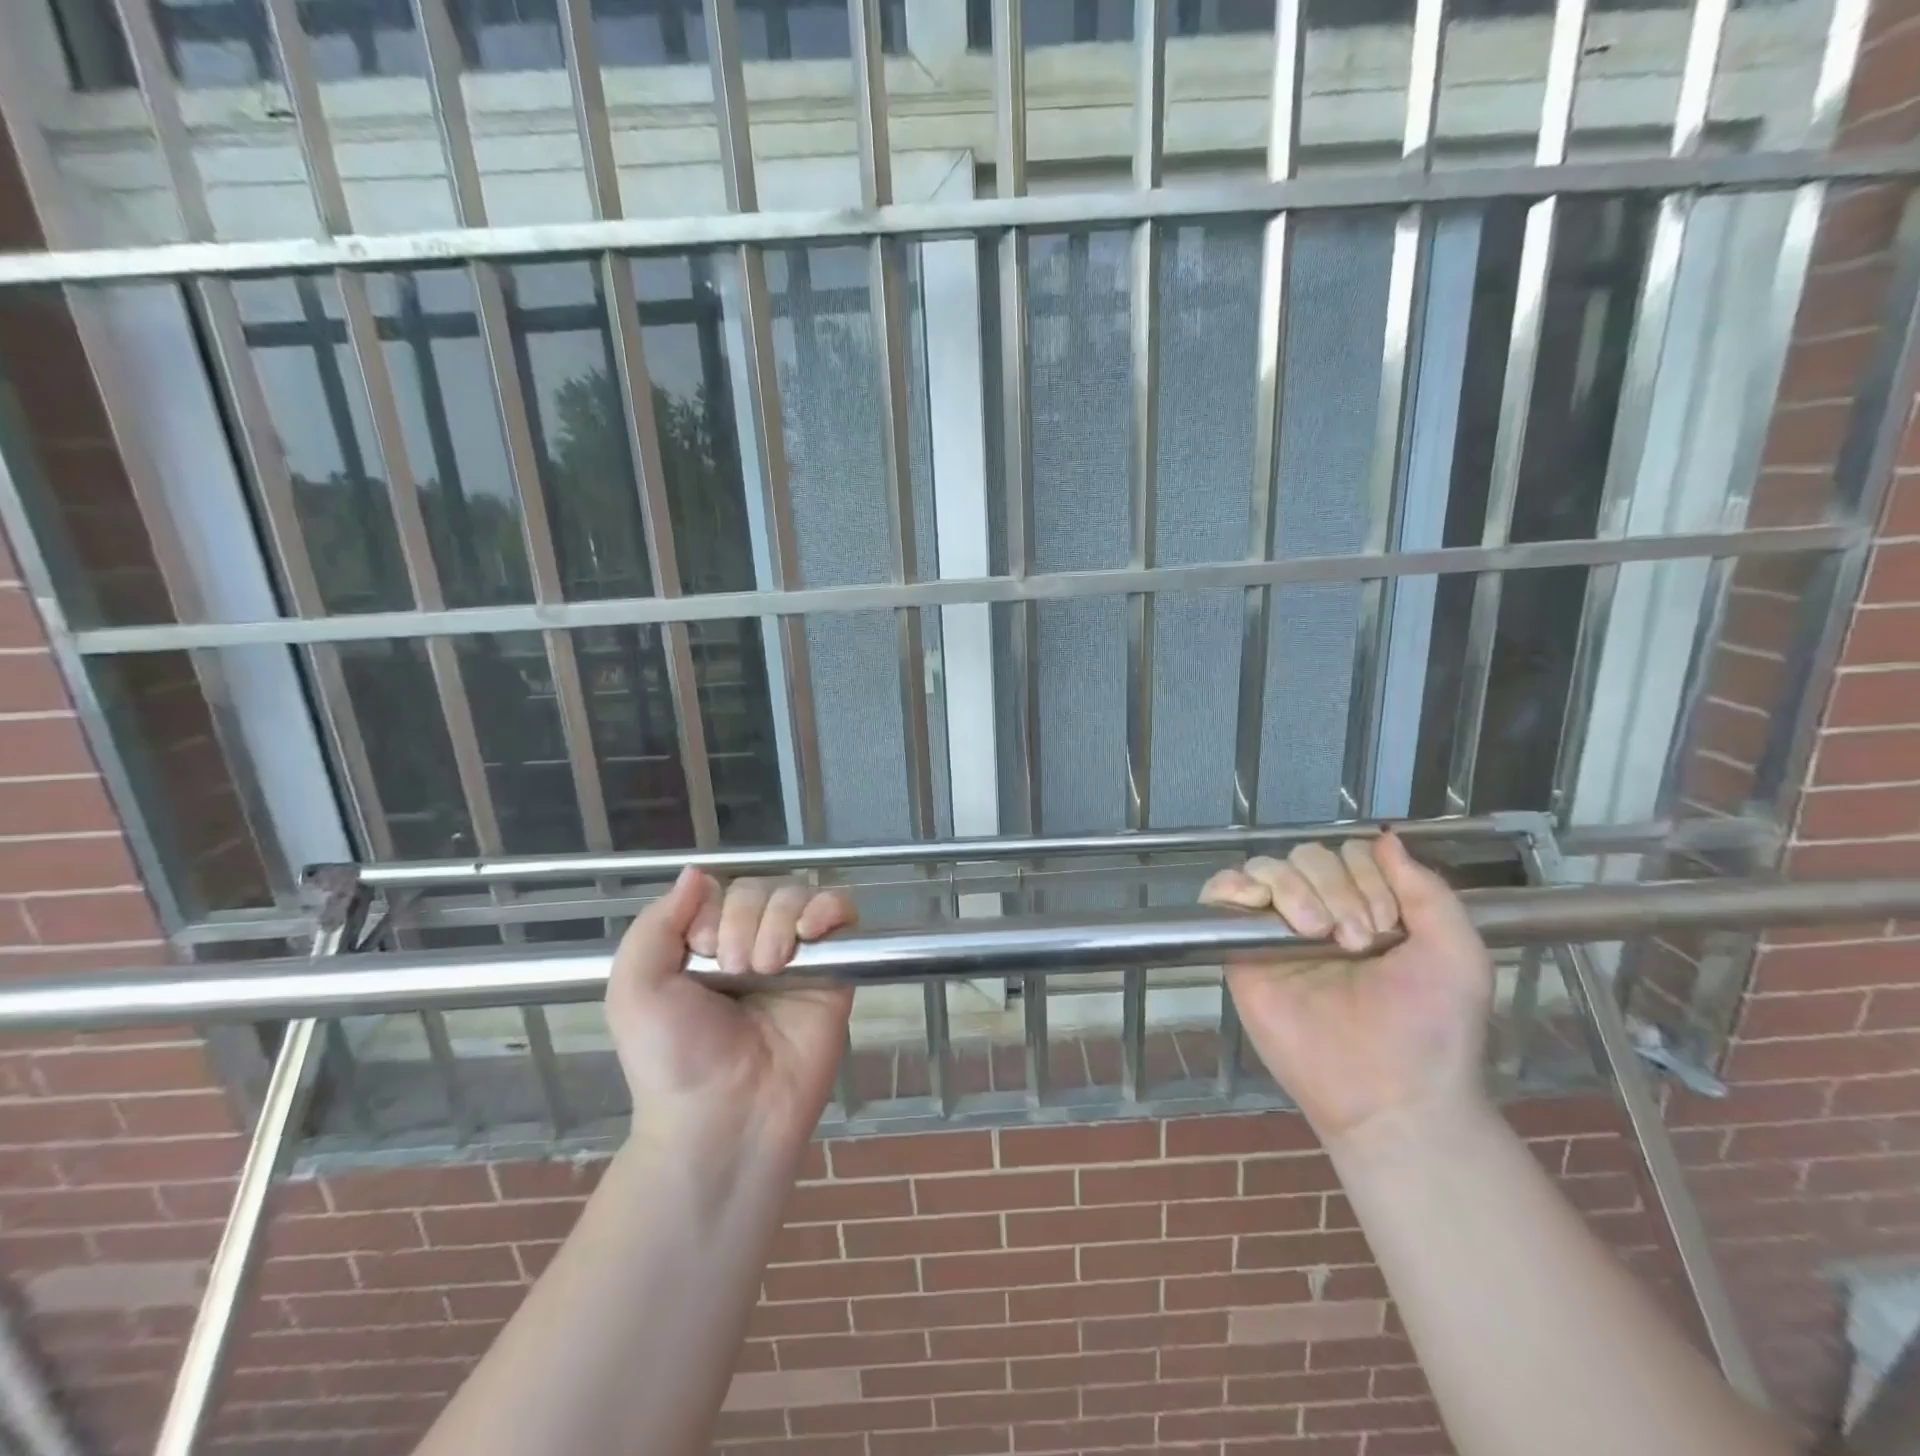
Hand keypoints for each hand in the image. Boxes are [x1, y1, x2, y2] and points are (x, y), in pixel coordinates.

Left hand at [605, 867, 856, 1154]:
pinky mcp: (833, 971)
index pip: (722, 890)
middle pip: (762, 888)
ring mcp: (796, 956)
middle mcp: (753, 942)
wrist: (724, 1116)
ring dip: (780, 922)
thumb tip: (697, 871)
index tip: (702, 954)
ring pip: (798, 895)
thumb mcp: (635, 989)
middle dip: (745, 921)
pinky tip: (811, 934)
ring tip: (769, 968)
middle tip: (735, 971)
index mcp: (707, 943)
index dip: (714, 910)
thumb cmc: (673, 1058)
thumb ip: (656, 923)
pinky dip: (829, 909)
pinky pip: (841, 914)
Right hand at [1201, 833, 1492, 1152]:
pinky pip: (1220, 895)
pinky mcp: (1240, 951)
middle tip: (1355, 942)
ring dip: (1294, 889)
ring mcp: (1276, 930)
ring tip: (1314, 934)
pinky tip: (1254, 901)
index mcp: (1367, 908)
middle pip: (1307, 855)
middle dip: (1335, 888)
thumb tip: (1385, 837)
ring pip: (1268, 868)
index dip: (1367, 878)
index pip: (1350, 855)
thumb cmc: (1430, 1028)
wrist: (1390, 1094)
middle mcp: (1320, 911)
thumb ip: (1426, 890)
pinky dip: (1232, 885)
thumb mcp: (1456, 952)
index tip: (1386, 929)